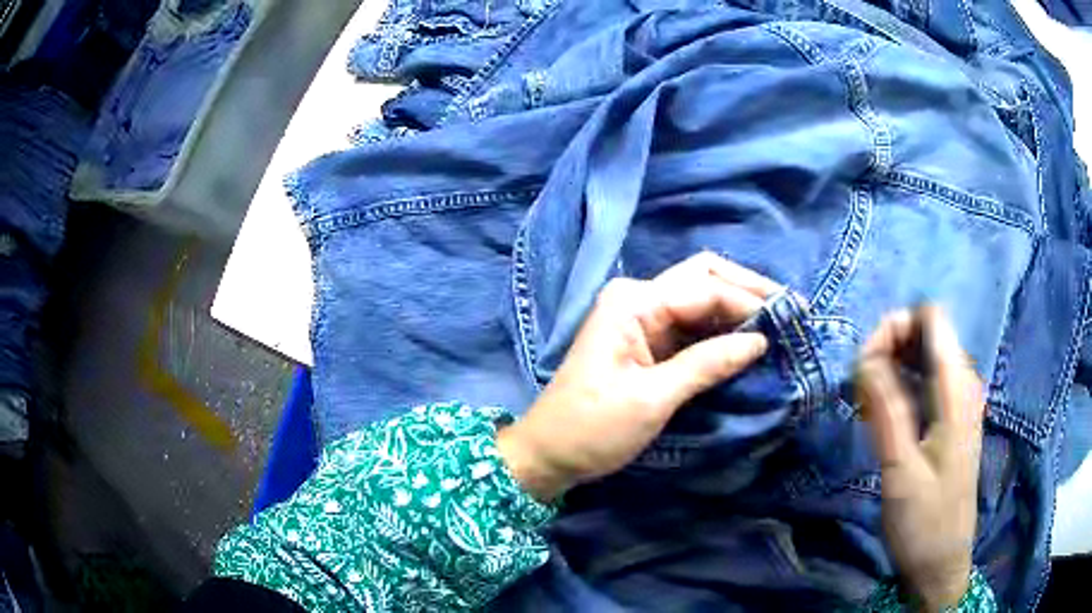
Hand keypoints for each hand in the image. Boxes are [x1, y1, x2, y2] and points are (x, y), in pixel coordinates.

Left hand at [497, 252, 778, 501]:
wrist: (549, 453)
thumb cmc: (592, 428)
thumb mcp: (652, 399)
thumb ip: (708, 364)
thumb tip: (760, 341)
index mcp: (634, 302)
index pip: (705, 288)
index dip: (749, 303)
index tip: (788, 324)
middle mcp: (639, 298)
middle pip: (705, 278)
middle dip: (748, 291)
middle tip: (791, 311)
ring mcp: (643, 318)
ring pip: (702, 298)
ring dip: (740, 309)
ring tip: (780, 325)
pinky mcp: (648, 341)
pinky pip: (694, 325)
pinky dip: (722, 330)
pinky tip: (749, 340)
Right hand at [856, 306, 984, 610]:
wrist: (941, 563)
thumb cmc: (924, 521)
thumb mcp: (901, 471)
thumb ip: (886, 410)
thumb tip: (865, 357)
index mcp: (957, 388)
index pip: (931, 318)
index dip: (896, 327)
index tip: (866, 364)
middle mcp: (963, 384)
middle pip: (926, 334)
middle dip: (889, 348)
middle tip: (860, 390)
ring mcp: (958, 402)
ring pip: (923, 359)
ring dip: (891, 370)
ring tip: (866, 406)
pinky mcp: (949, 420)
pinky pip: (924, 384)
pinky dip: (899, 389)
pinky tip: (881, 418)